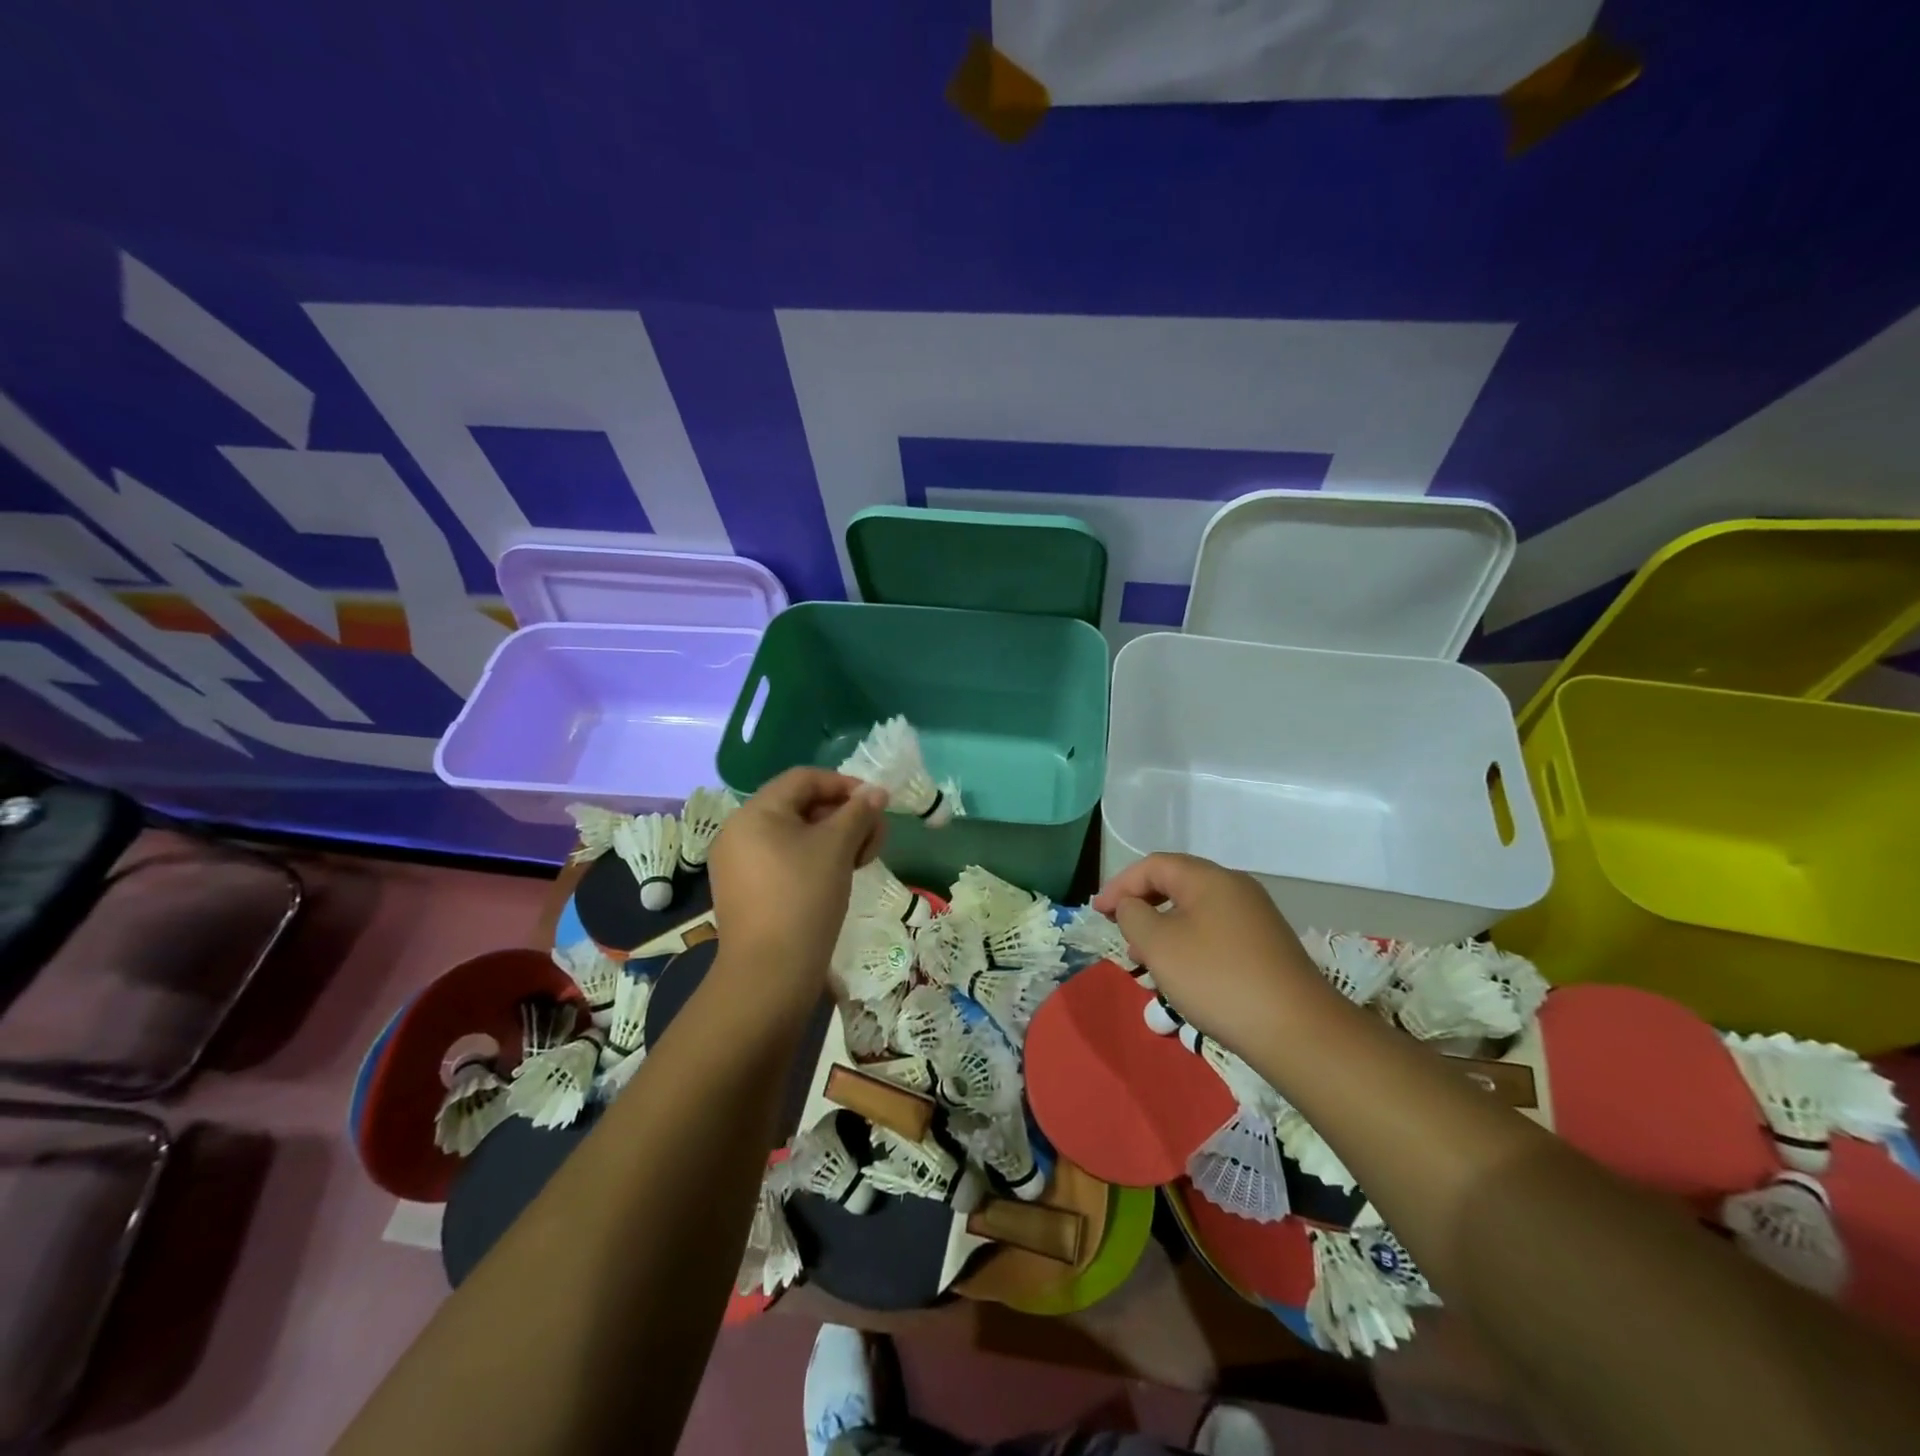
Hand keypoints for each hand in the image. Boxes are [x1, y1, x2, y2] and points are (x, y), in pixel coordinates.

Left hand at [707, 769, 888, 1013]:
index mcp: (755, 813)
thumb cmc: (803, 898)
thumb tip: (876, 792)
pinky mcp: (747, 891)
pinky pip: (784, 860)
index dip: (844, 784)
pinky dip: (815, 859)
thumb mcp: (837, 848)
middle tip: (875, 836)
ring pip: (795, 835)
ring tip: (863, 859)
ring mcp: (739, 864)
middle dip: (844, 815)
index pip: (804, 779)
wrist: (769, 974)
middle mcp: (739, 832)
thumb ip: (859, 813)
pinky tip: (839, 877)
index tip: (876, 803)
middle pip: (800, 805)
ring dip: (834, 838)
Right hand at [1092, 853, 1328, 1052]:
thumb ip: (1133, 916)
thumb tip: (1132, 905)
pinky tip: (1183, 975)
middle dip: (1142, 907)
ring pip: (1196, 911)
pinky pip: (1215, 932)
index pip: (1154, 865)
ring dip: (1164, 929)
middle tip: (1121, 935)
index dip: (1120, 884)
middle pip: (1177, 884)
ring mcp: (1256, 917)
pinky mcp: (1266, 946)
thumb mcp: (1159, 945)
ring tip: (1146, 962)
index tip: (1098, 913)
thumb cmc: (1217, 979)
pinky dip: (1189, 944)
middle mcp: (1236, 888)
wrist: (1297, 1030)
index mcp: (1209, 878)